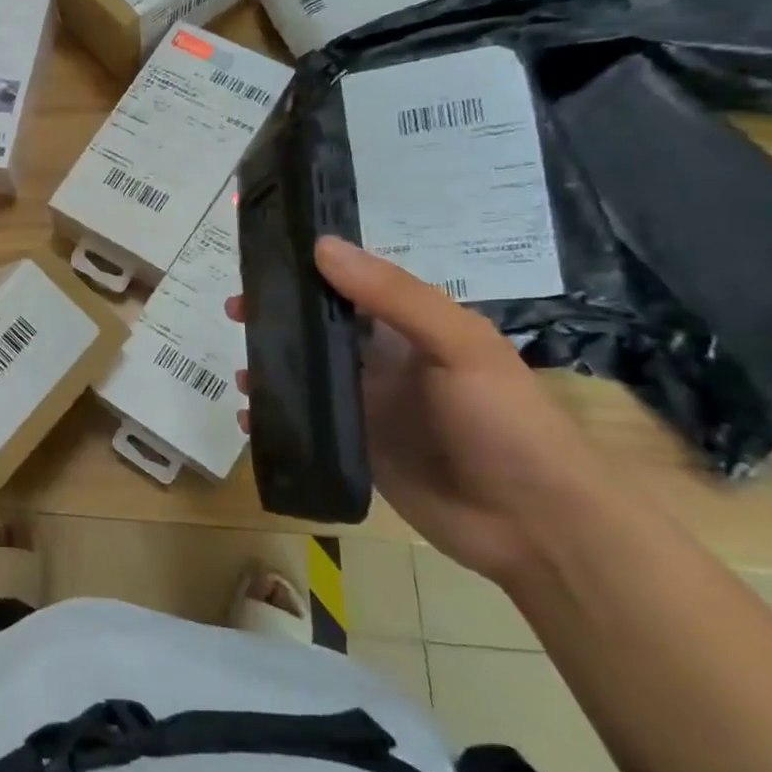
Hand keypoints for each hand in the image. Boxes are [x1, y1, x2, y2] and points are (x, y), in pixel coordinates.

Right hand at [229, 237, 604, 585]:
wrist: (536, 525)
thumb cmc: (505, 421)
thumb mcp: (458, 344)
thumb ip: (393, 295)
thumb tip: (321, 245)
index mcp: (408, 328)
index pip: (347, 286)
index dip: (303, 272)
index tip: (259, 265)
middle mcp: (382, 361)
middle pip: (317, 329)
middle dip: (276, 318)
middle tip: (235, 313)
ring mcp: (367, 408)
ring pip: (304, 376)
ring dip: (269, 369)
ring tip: (242, 375)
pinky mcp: (355, 450)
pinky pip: (305, 425)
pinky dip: (274, 420)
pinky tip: (251, 421)